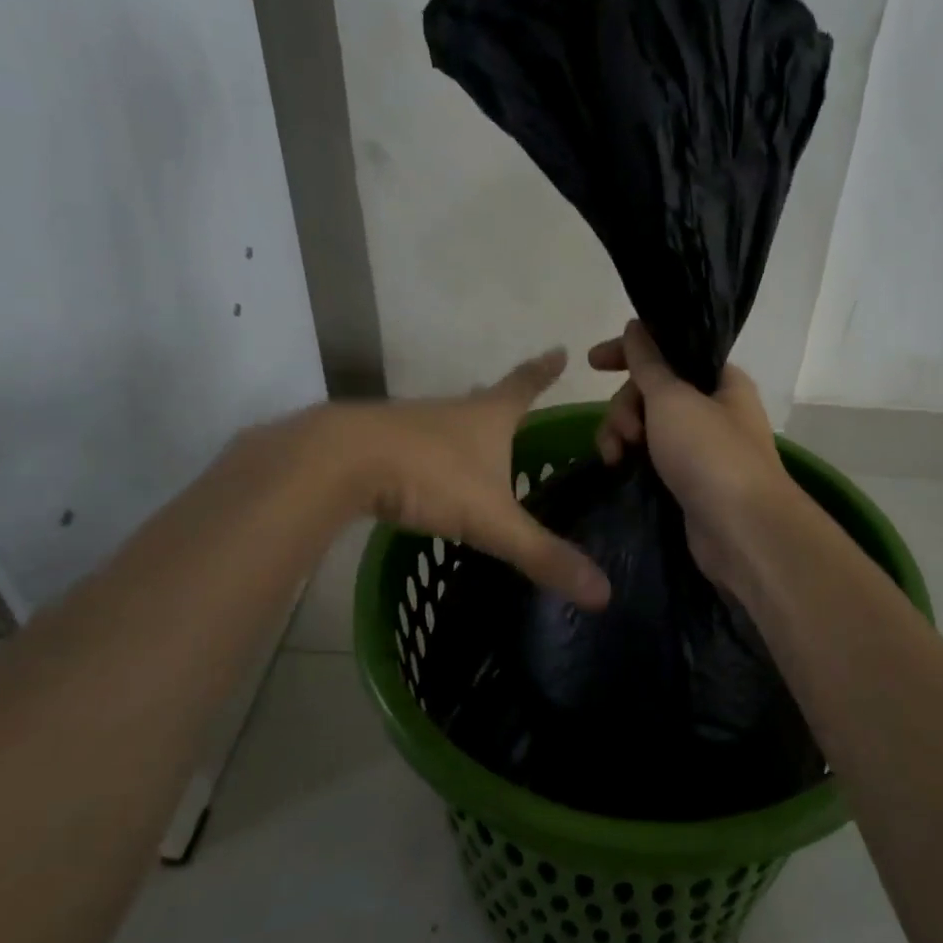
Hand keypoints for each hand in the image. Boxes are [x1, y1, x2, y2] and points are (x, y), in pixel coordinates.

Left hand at [316, 350, 610, 609]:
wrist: (338, 461)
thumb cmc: (429, 476)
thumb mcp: (492, 520)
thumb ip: (542, 554)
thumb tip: (604, 593)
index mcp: (487, 417)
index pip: (525, 386)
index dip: (543, 371)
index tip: (559, 349)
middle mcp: (451, 412)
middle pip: (483, 400)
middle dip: (502, 401)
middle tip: (517, 403)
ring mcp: (410, 424)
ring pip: (446, 423)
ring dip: (463, 431)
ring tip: (476, 447)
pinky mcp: (377, 444)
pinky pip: (412, 447)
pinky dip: (426, 457)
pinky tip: (423, 478)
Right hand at [588, 321, 797, 588]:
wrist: (741, 530)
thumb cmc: (710, 453)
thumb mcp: (673, 399)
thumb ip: (648, 363)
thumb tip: (636, 326)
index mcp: (720, 381)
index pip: (669, 351)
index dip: (628, 352)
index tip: (592, 362)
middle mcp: (712, 410)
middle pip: (652, 391)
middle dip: (625, 406)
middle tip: (625, 432)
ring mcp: (700, 449)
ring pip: (646, 427)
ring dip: (622, 434)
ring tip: (615, 457)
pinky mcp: (686, 481)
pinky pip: (650, 458)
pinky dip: (631, 459)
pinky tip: (617, 469)